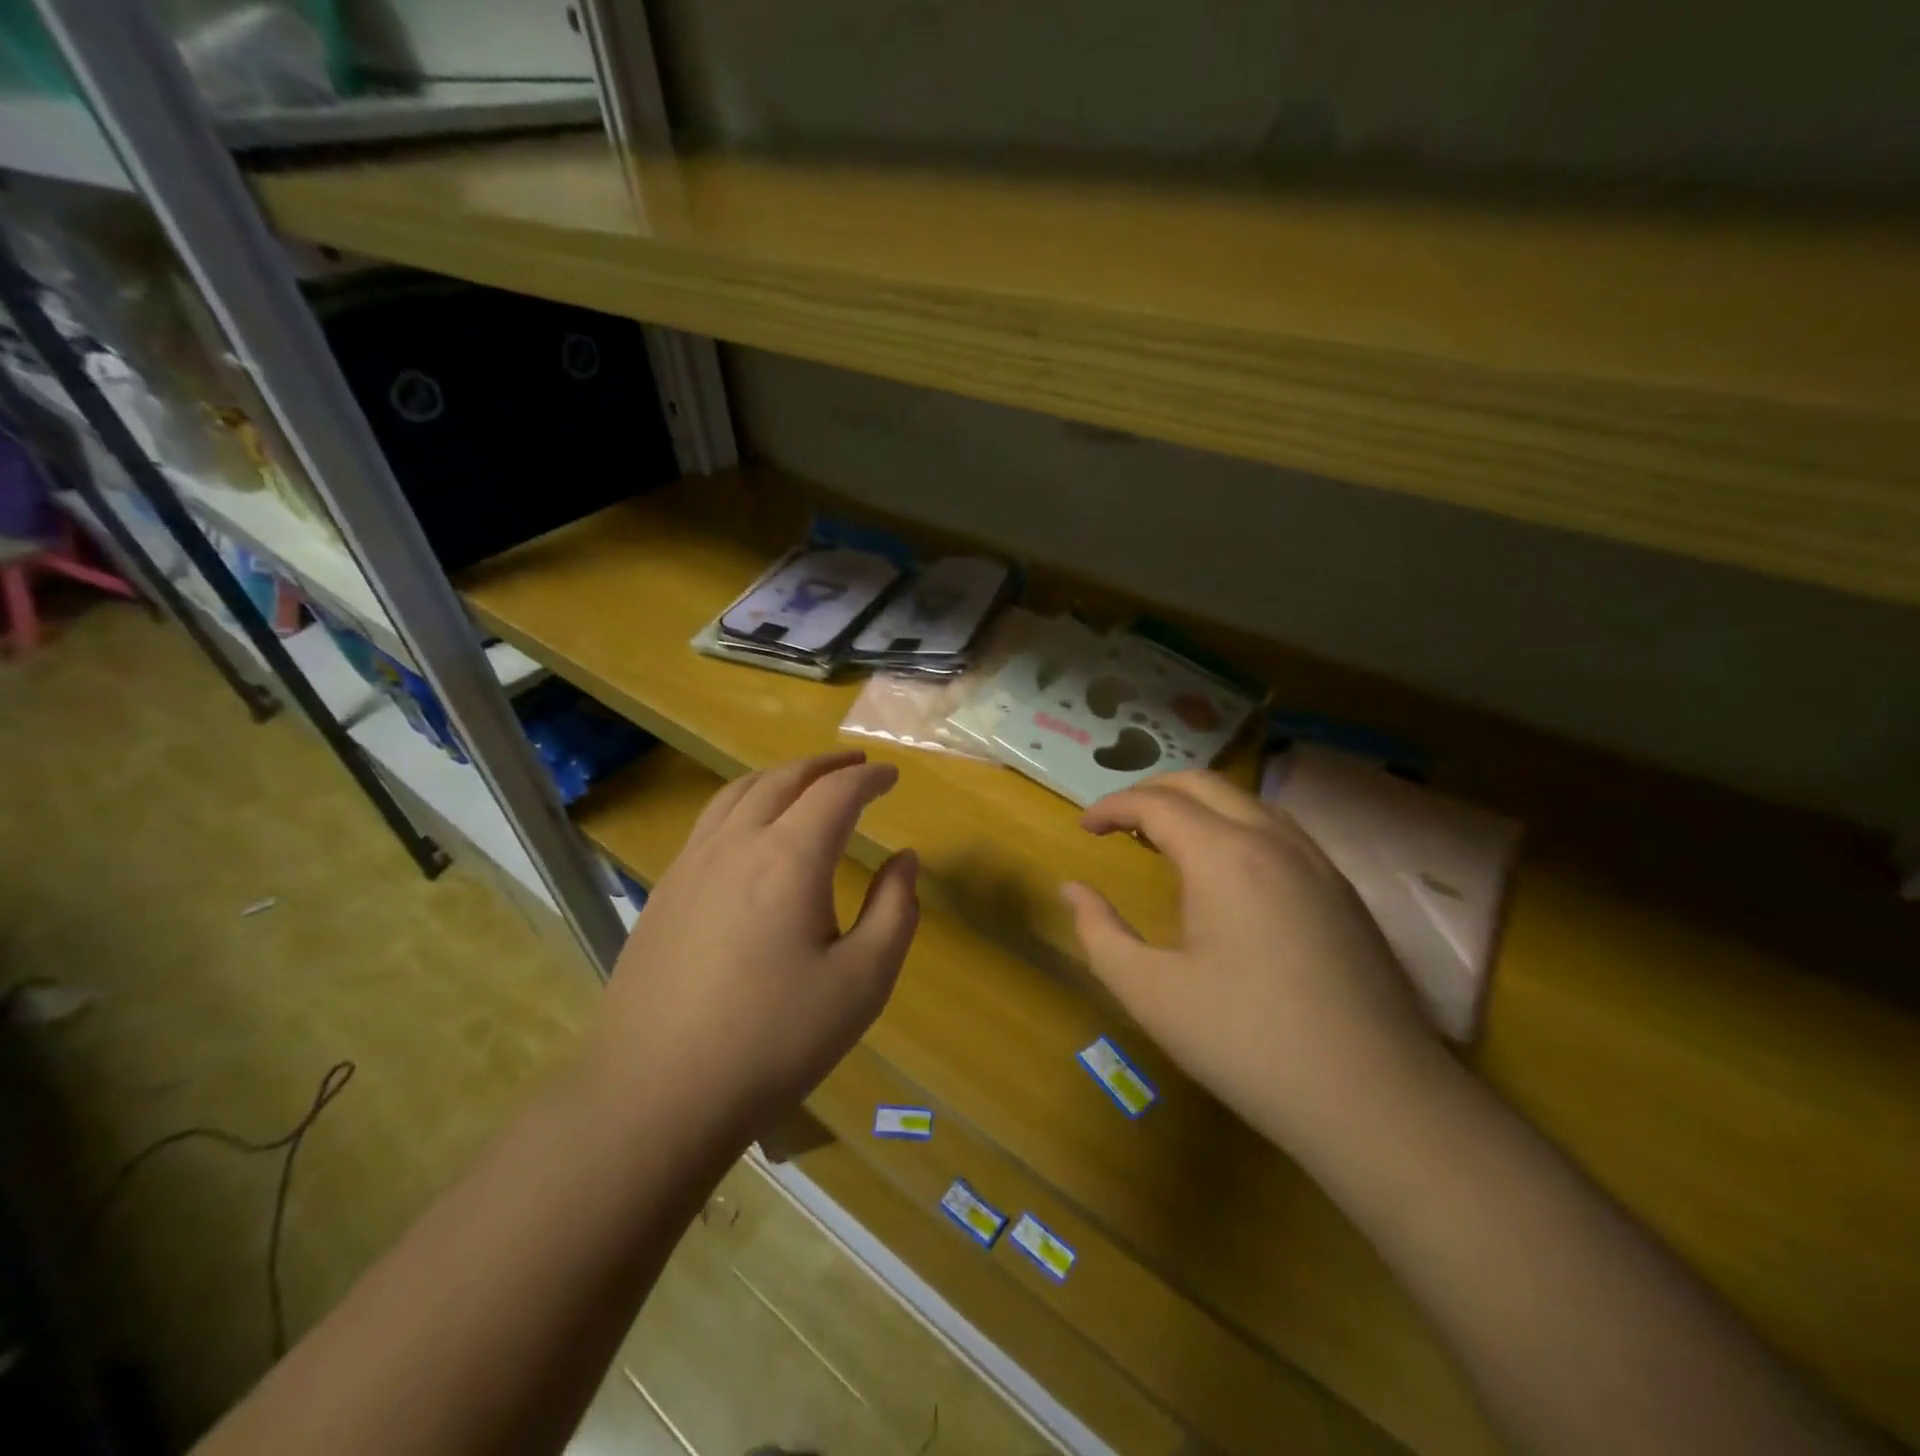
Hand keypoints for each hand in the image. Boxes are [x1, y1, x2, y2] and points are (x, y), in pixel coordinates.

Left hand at [590, 751, 919, 1137]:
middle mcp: (737, 844)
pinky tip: (750, 829)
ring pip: (738, 792)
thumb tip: (905, 860)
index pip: (837, 793)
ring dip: (780, 776)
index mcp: (789, 858)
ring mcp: (691, 865)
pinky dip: (743, 801)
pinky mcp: (664, 891)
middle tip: (854, 765)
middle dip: (824, 765)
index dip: (870, 779)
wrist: (656, 1093)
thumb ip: (895, 911)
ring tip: (805, 781)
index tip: (892, 776)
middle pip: (784, 779)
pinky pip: (710, 821)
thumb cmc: (774, 1039)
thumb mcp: (862, 982)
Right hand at [1062, 771, 1440, 1157]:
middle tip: (1117, 823)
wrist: (1376, 1098)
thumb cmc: (1247, 1043)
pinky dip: (1234, 826)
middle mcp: (1273, 840)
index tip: (1084, 828)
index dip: (1111, 807)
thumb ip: (1100, 933)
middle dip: (1151, 792)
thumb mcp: (1151, 993)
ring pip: (1245, 801)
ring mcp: (1317, 861)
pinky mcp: (1342, 889)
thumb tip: (1072, 890)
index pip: (1156, 804)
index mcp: (1223, 856)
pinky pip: (1277, 829)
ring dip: (1196, 806)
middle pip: (1202, 784)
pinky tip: (1226, 872)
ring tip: (1165, 840)